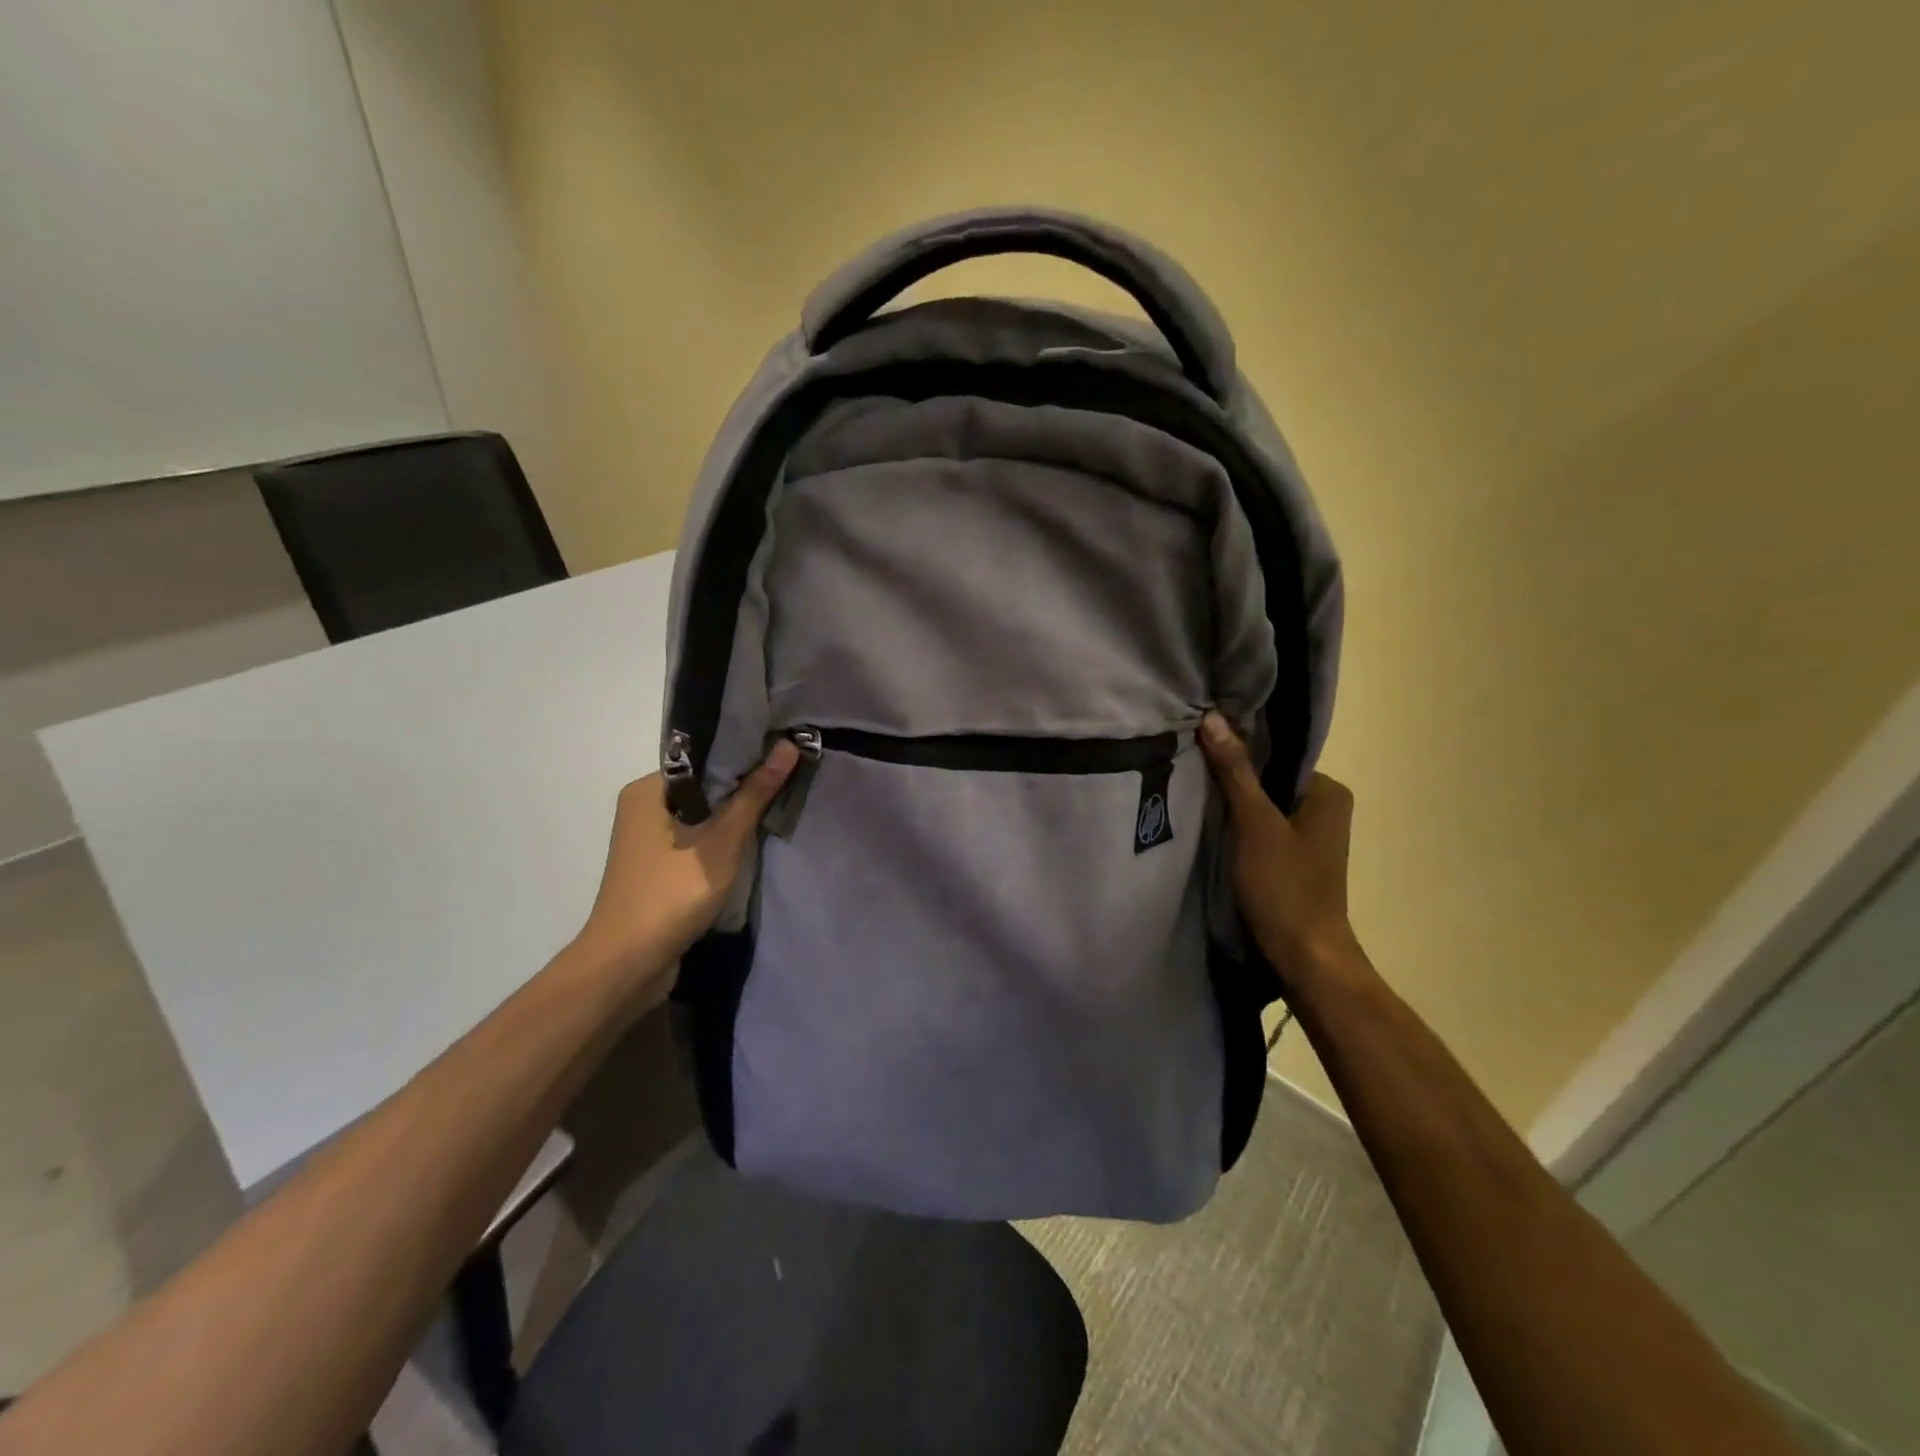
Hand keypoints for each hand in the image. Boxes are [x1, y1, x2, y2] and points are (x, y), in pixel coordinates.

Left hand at [571, 740, 799, 982]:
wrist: (628, 966)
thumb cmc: (671, 894)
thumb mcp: (721, 842)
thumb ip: (754, 795)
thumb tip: (788, 746)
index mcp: (648, 790)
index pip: (704, 758)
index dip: (746, 753)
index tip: (786, 749)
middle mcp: (645, 807)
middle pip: (706, 786)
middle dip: (747, 785)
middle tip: (793, 774)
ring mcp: (651, 840)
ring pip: (705, 815)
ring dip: (738, 815)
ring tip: (784, 800)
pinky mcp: (662, 867)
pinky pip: (700, 840)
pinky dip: (725, 839)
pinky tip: (758, 838)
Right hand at [1199, 711, 1359, 990]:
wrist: (1304, 958)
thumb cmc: (1284, 887)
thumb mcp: (1255, 824)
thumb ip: (1234, 771)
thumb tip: (1213, 717)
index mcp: (1328, 791)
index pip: (1276, 752)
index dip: (1237, 747)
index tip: (1198, 742)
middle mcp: (1325, 807)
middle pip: (1268, 778)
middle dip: (1231, 775)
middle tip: (1188, 764)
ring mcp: (1309, 835)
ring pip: (1262, 804)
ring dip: (1232, 802)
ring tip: (1191, 789)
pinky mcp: (1292, 859)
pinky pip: (1261, 827)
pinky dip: (1237, 825)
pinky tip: (1208, 823)